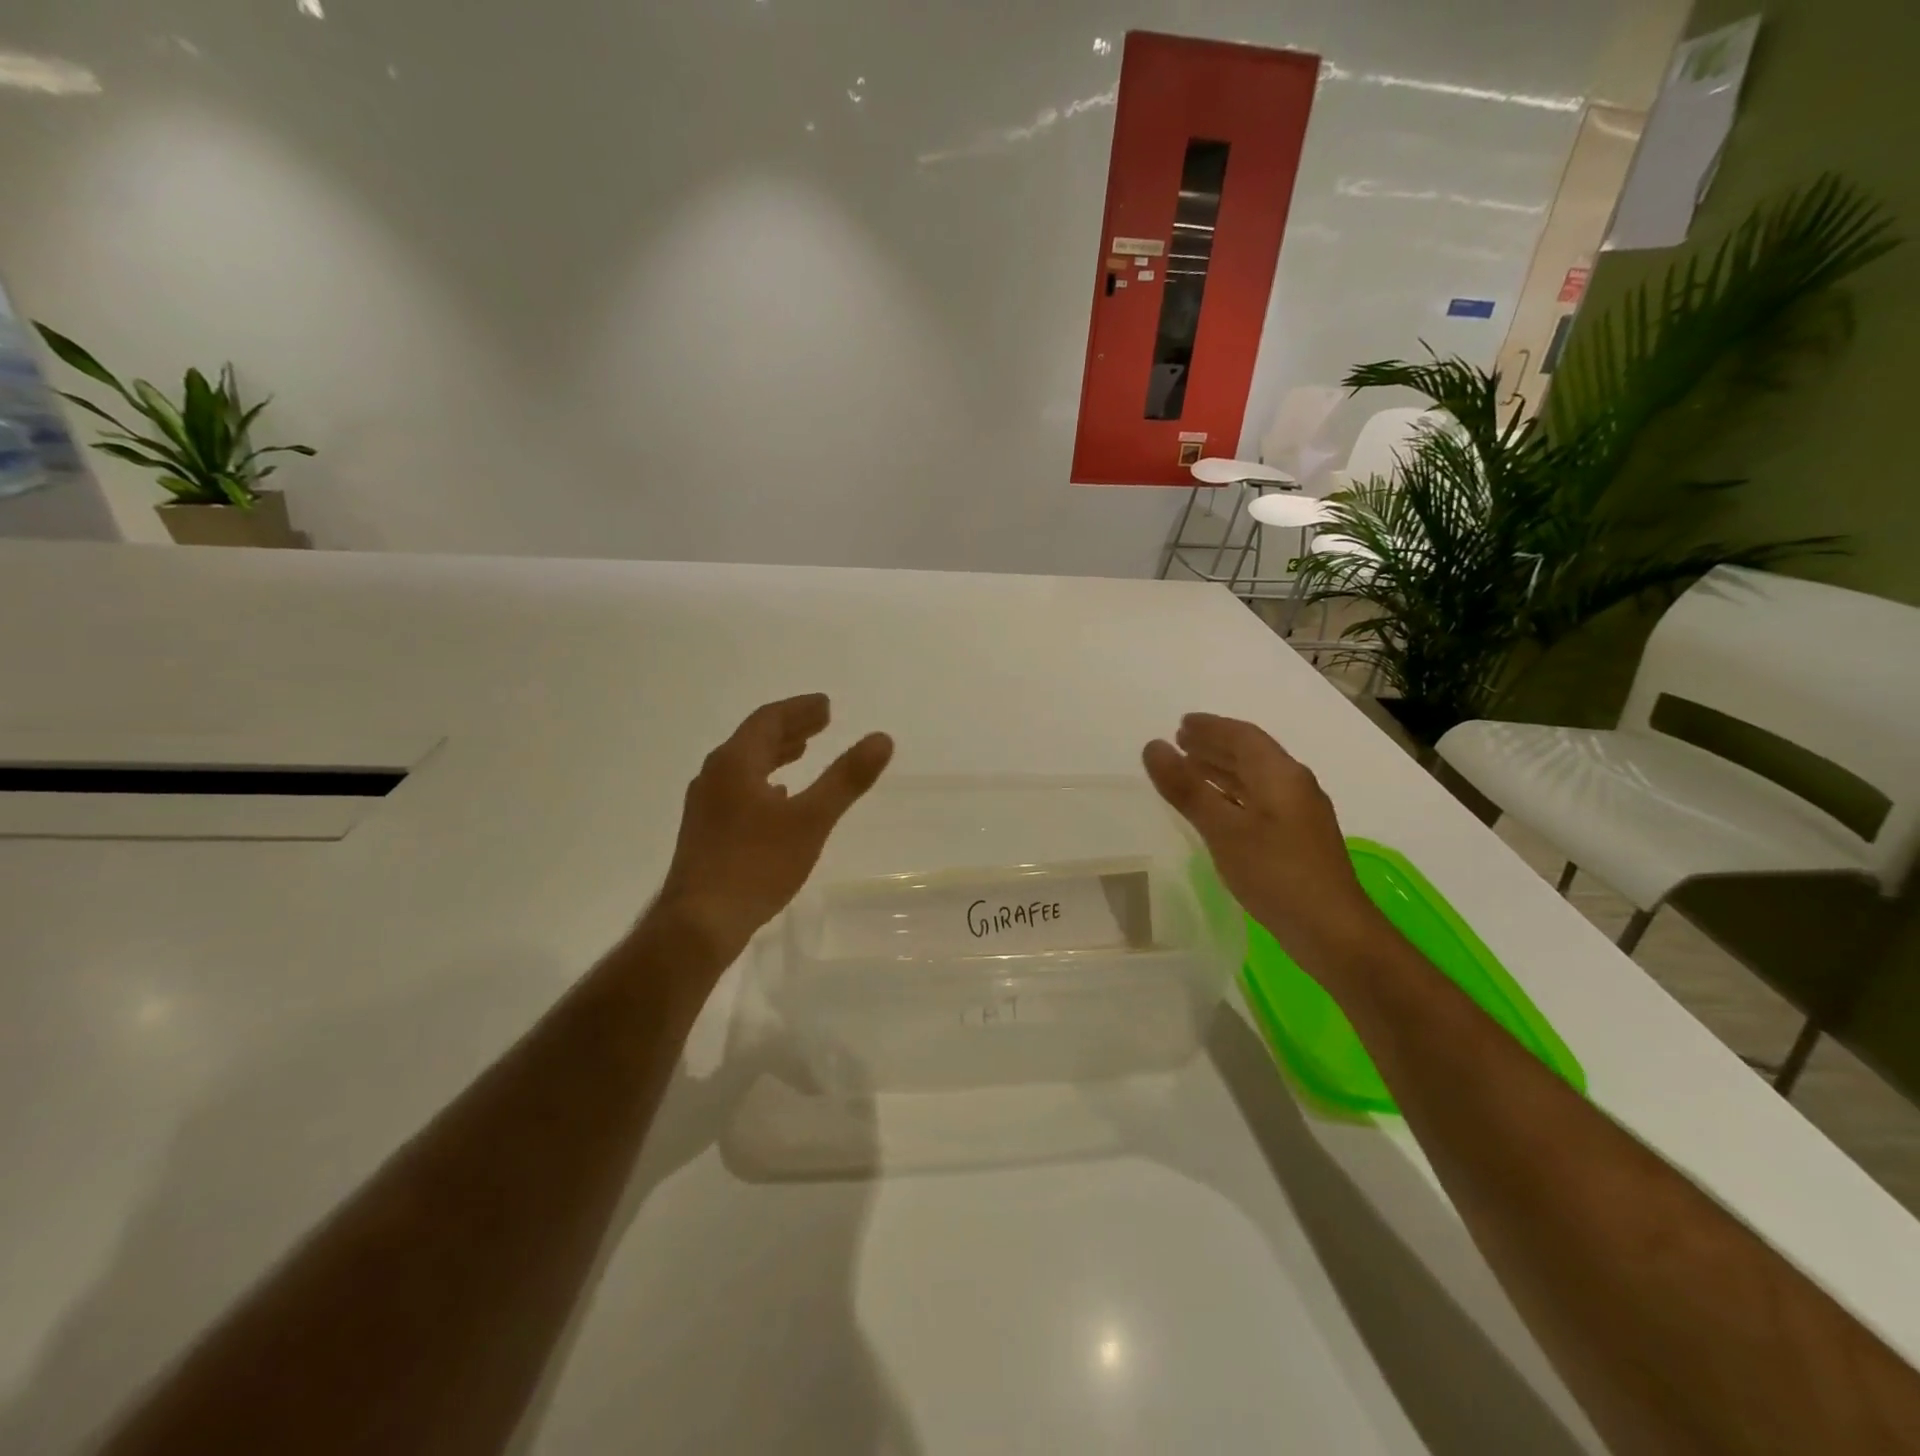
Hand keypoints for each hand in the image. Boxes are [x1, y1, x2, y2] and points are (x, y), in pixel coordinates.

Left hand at [651, 694, 893, 968]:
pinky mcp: (705, 832)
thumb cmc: (756, 865)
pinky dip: (763, 781)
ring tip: (801, 752)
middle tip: (821, 723)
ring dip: (775, 754)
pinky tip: (778, 799)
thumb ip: (846, 778)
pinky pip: (738, 790)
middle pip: (753, 739)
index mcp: (735, 763)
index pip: (768, 720)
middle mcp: (714, 776)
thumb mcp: (811, 820)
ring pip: (744, 766)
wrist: (699, 924)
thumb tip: (881, 739)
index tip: (827, 707)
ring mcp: (705, 805)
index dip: (799, 710)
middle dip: (789, 728)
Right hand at [1143, 713, 1381, 972]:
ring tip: (1190, 769)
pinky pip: (1258, 801)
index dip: (1211, 727)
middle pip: (1251, 755)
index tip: (1181, 724)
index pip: (1243, 736)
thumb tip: (1153, 747)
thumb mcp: (1223, 829)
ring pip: (1255, 779)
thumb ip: (1186, 788)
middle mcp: (1294, 786)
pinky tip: (1216, 809)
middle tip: (1180, 742)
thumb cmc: (1276, 874)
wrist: (1332, 931)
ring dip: (1222, 770)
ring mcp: (1299, 814)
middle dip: (1215, 746)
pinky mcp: (1297, 840)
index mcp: (1280, 775)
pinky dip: (1232, 795)